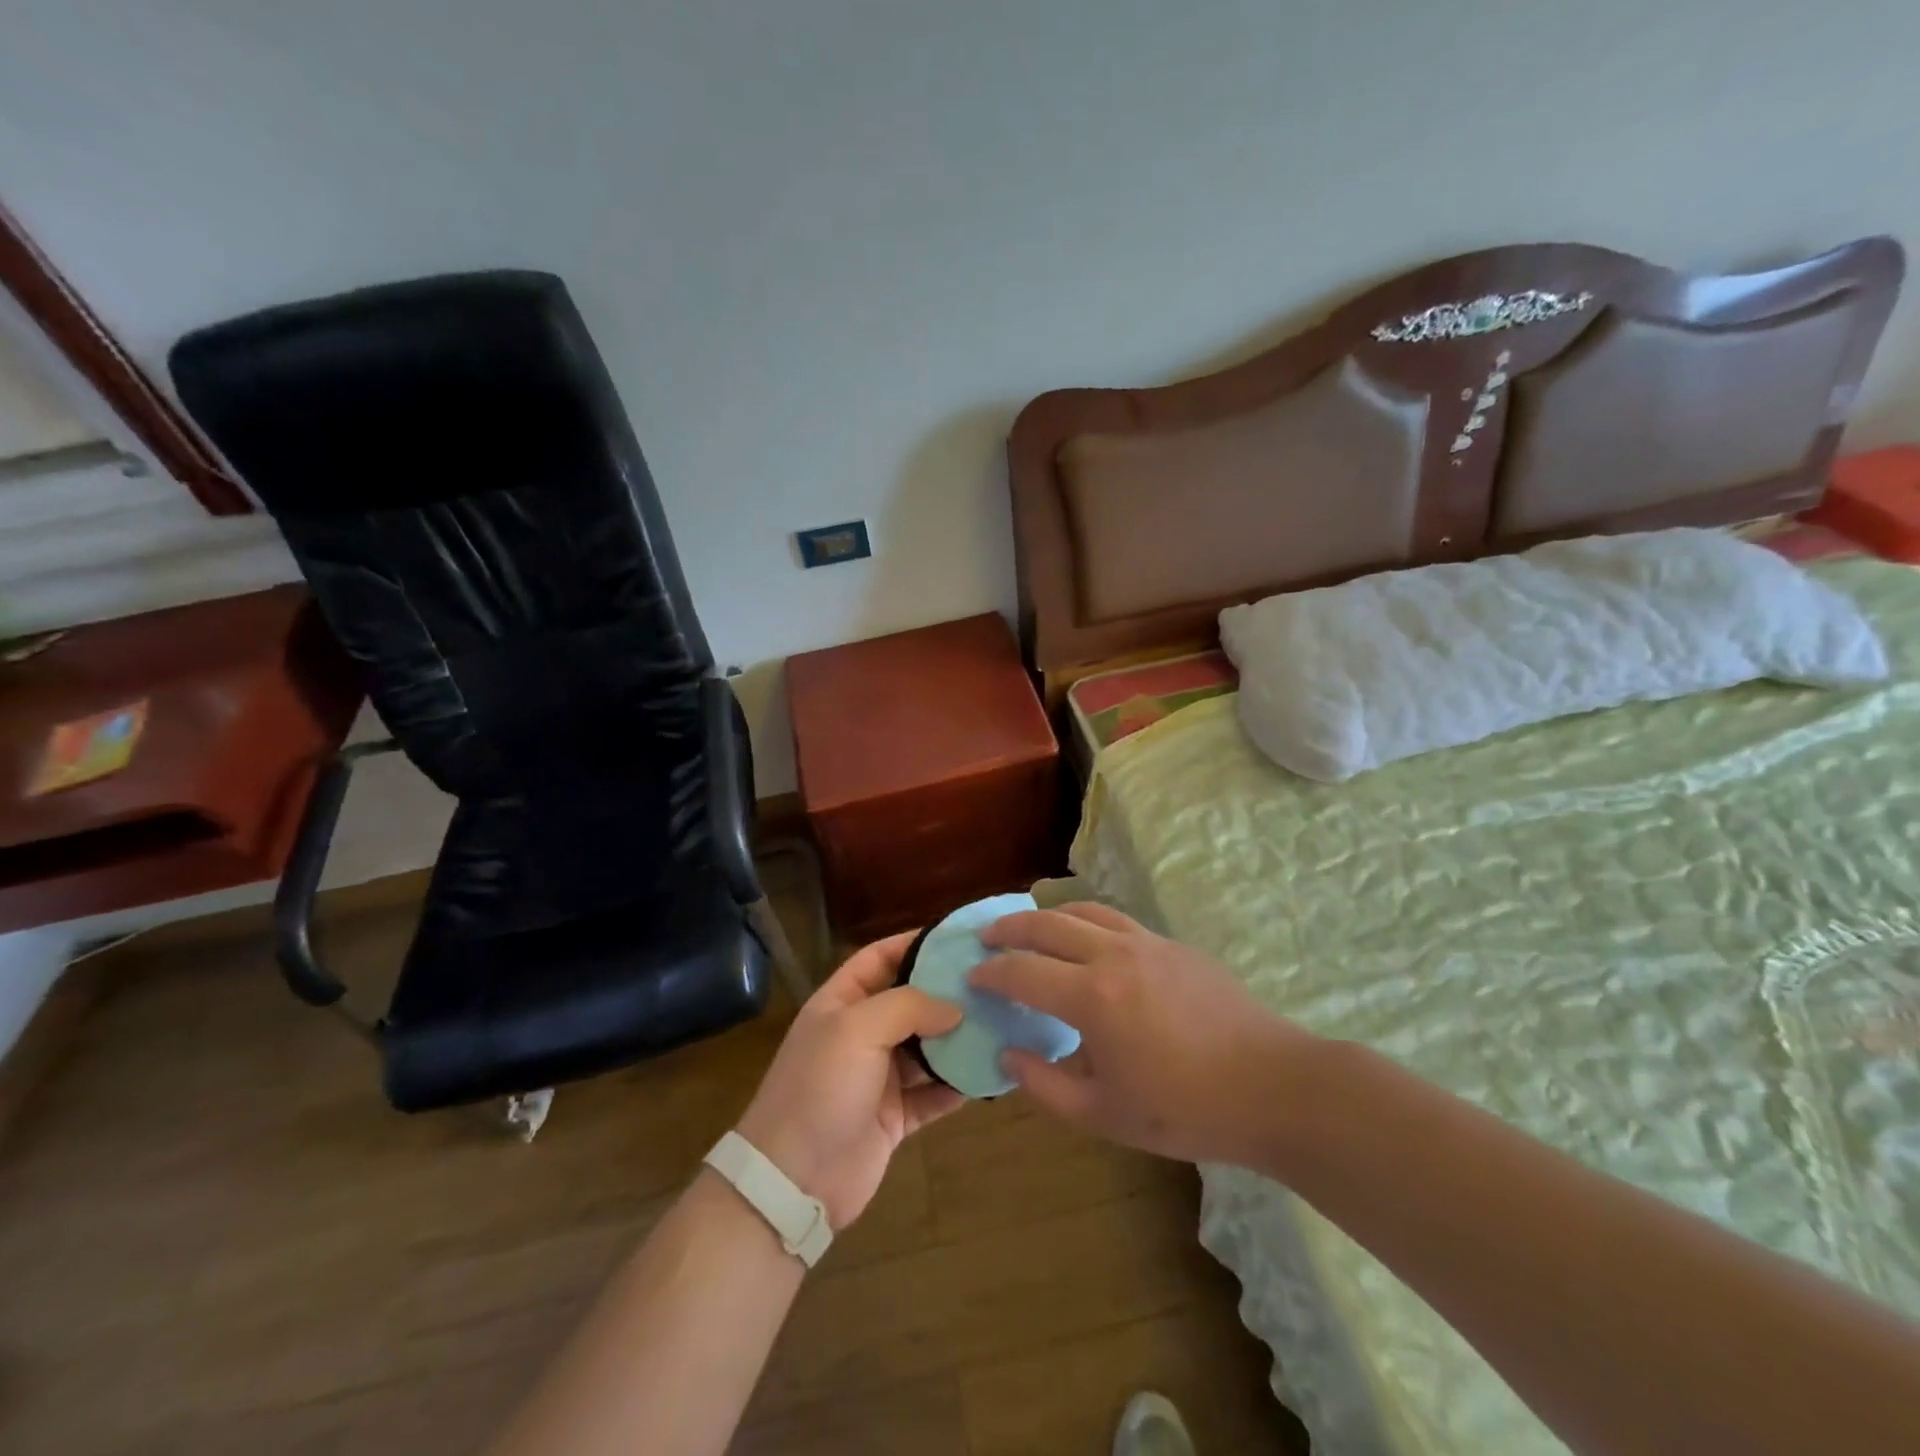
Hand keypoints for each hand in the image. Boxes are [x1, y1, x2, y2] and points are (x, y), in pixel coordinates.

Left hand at [736, 932, 966, 1228]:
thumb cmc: (820, 1088)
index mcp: (841, 1003)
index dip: (914, 944)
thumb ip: (908, 1006)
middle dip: (947, 993)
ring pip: (927, 1048)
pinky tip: (991, 1072)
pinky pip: (934, 1093)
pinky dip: (959, 1084)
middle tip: (993, 982)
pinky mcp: (896, 1116)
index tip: (958, 940)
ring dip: (958, 1039)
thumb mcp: (857, 1029)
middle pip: (910, 1002)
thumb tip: (955, 1007)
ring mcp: (879, 1077)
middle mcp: (861, 1034)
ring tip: (1001, 1022)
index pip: (879, 958)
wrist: (794, 1181)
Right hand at [972, 903, 1316, 1166]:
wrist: (1272, 1086)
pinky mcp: (1172, 944)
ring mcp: (1146, 943)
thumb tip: (1009, 1053)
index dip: (991, 973)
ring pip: (1084, 911)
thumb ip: (1045, 1085)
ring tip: (1030, 927)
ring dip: (1048, 915)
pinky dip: (1086, 920)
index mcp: (1091, 997)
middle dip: (1009, 928)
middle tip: (987, 937)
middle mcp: (1113, 955)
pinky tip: (1087, 941)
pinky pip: (1116, 920)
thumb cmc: (1184, 1110)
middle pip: (1046, 924)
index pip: (1022, 972)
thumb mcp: (1104, 1115)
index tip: (971, 976)